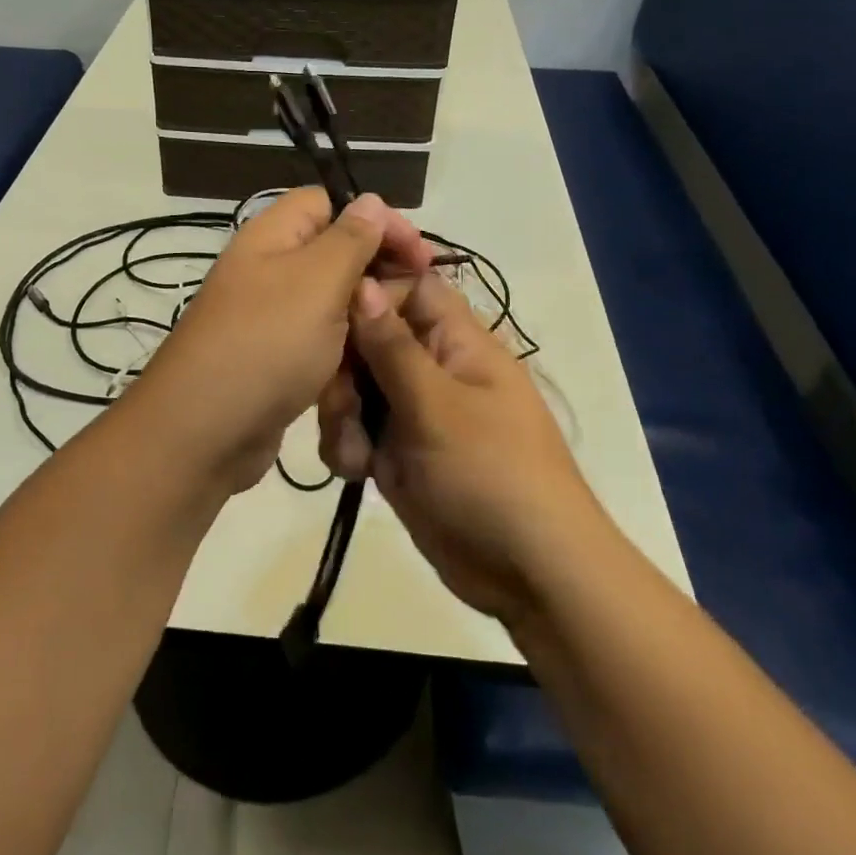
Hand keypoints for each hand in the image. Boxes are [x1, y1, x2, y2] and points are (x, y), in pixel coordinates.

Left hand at [129, 188, 429, 495]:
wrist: (204, 432)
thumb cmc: (266, 344)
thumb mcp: (317, 281)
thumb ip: (349, 239)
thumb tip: (371, 200)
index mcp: (271, 237)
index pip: (327, 202)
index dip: (375, 218)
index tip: (417, 252)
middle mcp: (268, 270)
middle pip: (333, 251)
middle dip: (377, 267)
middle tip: (417, 292)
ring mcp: (270, 318)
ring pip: (330, 300)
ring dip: (366, 311)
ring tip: (400, 328)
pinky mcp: (275, 359)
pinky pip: (320, 340)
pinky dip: (346, 345)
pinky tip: (374, 360)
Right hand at [317, 272, 603, 624]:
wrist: (528, 572)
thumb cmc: (491, 474)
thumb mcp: (437, 405)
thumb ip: (392, 346)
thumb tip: (363, 282)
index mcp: (457, 342)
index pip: (408, 287)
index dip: (368, 293)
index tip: (328, 318)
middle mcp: (432, 368)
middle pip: (369, 339)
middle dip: (343, 370)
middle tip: (341, 405)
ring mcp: (413, 411)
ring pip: (355, 388)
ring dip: (340, 415)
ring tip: (354, 454)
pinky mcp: (397, 452)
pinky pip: (356, 430)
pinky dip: (347, 448)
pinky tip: (356, 473)